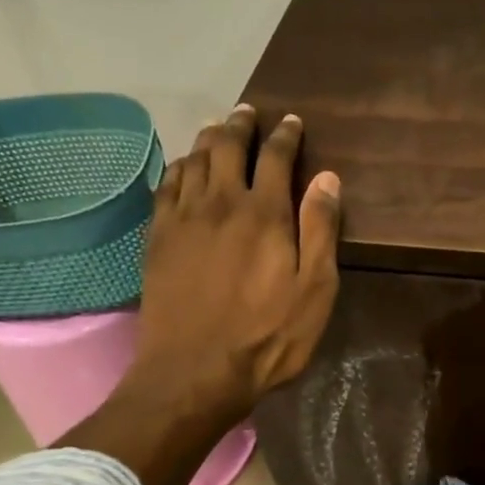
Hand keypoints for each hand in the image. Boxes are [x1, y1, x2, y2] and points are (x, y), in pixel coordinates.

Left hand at [133, 106, 340, 418]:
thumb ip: (320, 231)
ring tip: (218, 129)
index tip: (292, 122)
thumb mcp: (314, 291)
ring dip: (209, 138)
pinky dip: (179, 167)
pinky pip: (166, 186)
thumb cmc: (267, 337)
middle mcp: (221, 203)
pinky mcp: (158, 238)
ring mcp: (183, 219)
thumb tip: (327, 179)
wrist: (195, 372)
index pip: (276, 157)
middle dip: (241, 124)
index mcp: (265, 213)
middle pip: (228, 146)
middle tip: (249, 112)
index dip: (286, 135)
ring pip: (194, 160)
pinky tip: (184, 167)